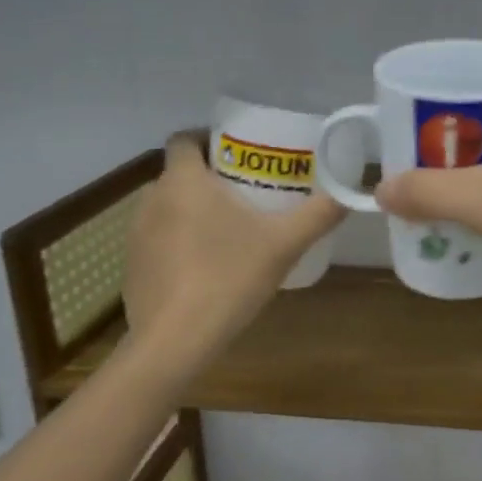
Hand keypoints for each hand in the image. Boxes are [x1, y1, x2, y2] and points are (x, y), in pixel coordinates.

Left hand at [123, 135, 344, 372]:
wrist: (174, 342)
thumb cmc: (228, 277)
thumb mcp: (285, 244)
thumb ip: (319, 213)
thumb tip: (350, 193)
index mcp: (184, 181)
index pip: (184, 138)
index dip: (209, 139)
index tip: (239, 154)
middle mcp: (152, 198)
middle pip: (179, 173)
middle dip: (210, 178)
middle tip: (247, 193)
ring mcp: (136, 234)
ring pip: (168, 207)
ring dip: (192, 210)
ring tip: (228, 230)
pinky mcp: (131, 266)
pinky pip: (157, 239)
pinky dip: (178, 242)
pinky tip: (204, 268)